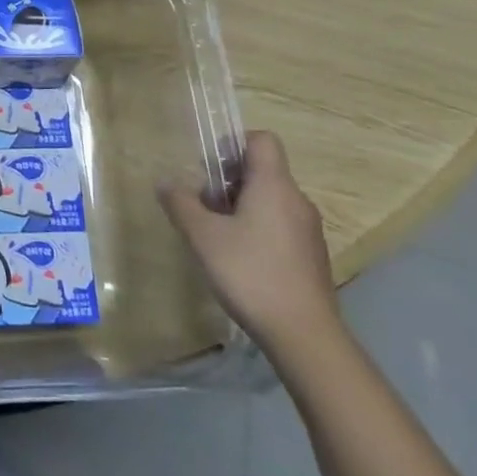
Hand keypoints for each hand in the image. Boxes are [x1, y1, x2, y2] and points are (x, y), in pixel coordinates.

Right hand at [158, 131, 340, 356]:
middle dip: (229, 180)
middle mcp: (297, 200)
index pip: (262, 140)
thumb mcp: (202, 236)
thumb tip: (165, 182)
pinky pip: (281, 226)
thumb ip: (181, 203)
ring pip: (271, 200)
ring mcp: (309, 230)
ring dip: (242, 207)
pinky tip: (240, 259)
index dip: (233, 143)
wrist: (304, 336)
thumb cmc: (250, 273)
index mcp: (274, 185)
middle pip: (263, 171)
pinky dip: (259, 230)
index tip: (209, 167)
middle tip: (203, 203)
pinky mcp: (312, 257)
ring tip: (216, 233)